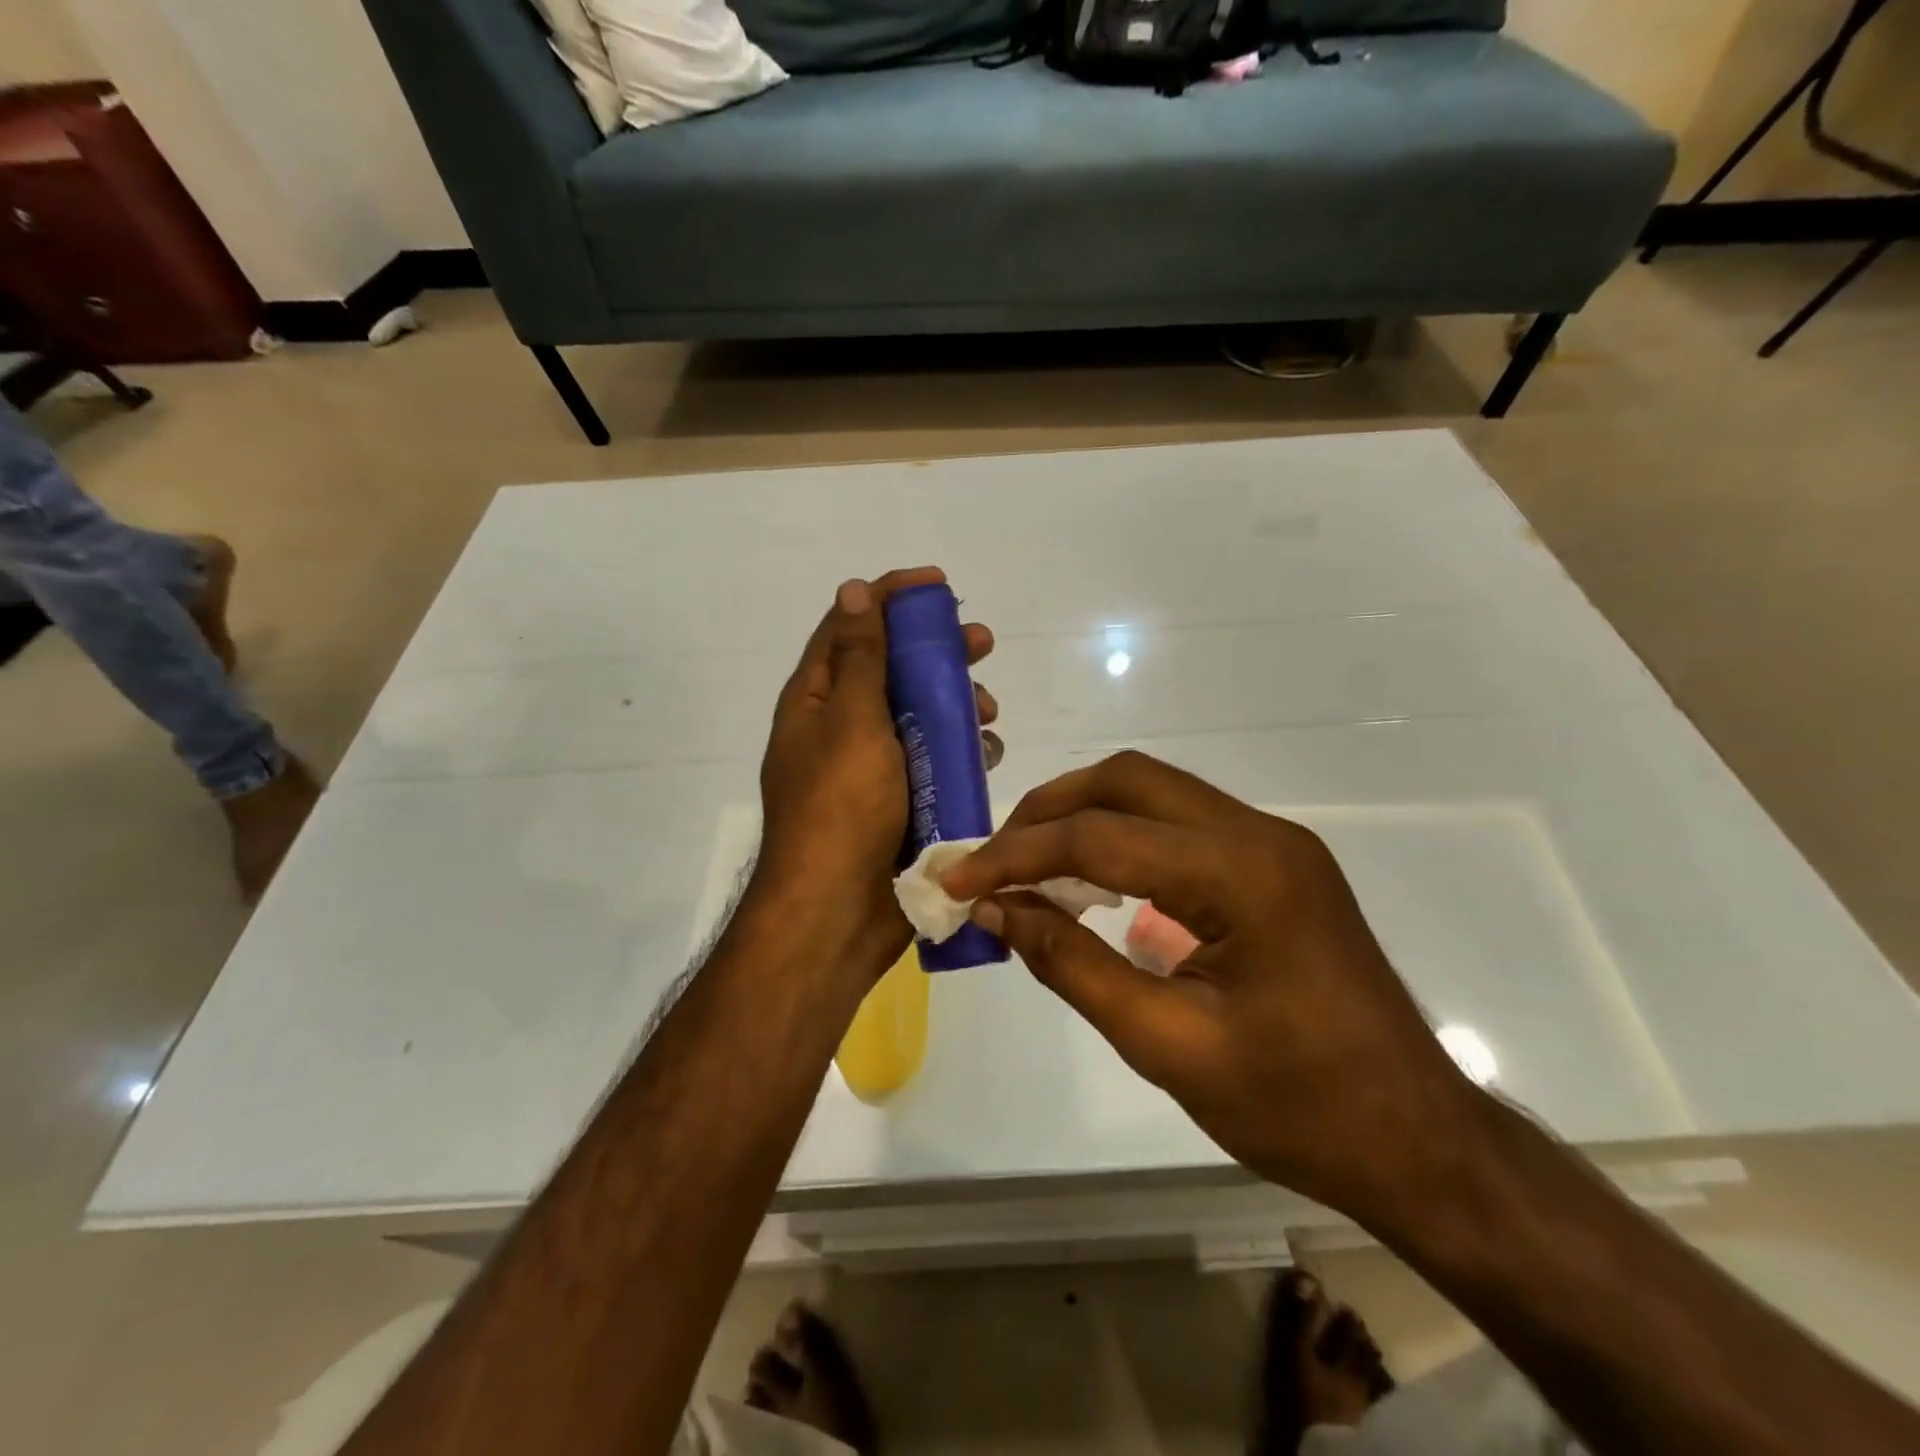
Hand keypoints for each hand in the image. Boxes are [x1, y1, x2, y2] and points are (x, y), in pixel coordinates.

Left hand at [755, 568, 997, 980]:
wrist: (839, 912)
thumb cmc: (842, 807)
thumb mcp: (850, 721)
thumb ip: (859, 657)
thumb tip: (853, 590)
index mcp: (816, 701)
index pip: (850, 627)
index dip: (891, 598)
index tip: (938, 586)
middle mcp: (841, 727)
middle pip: (893, 670)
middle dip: (938, 652)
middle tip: (982, 644)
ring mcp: (872, 767)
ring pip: (920, 716)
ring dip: (957, 704)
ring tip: (987, 714)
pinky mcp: (900, 801)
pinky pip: (935, 761)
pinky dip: (961, 750)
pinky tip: (986, 754)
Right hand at [938, 751, 1475, 1228]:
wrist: (1419, 1140)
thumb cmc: (1298, 1107)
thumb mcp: (1167, 1045)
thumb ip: (1072, 966)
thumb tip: (997, 911)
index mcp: (1243, 873)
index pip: (1102, 837)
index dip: (1016, 855)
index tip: (956, 881)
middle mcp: (1260, 835)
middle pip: (1129, 781)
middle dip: (1048, 811)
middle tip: (993, 859)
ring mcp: (1273, 844)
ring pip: (1155, 794)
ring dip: (1084, 818)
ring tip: (1028, 866)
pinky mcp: (1275, 865)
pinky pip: (1180, 826)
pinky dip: (1122, 840)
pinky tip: (1091, 883)